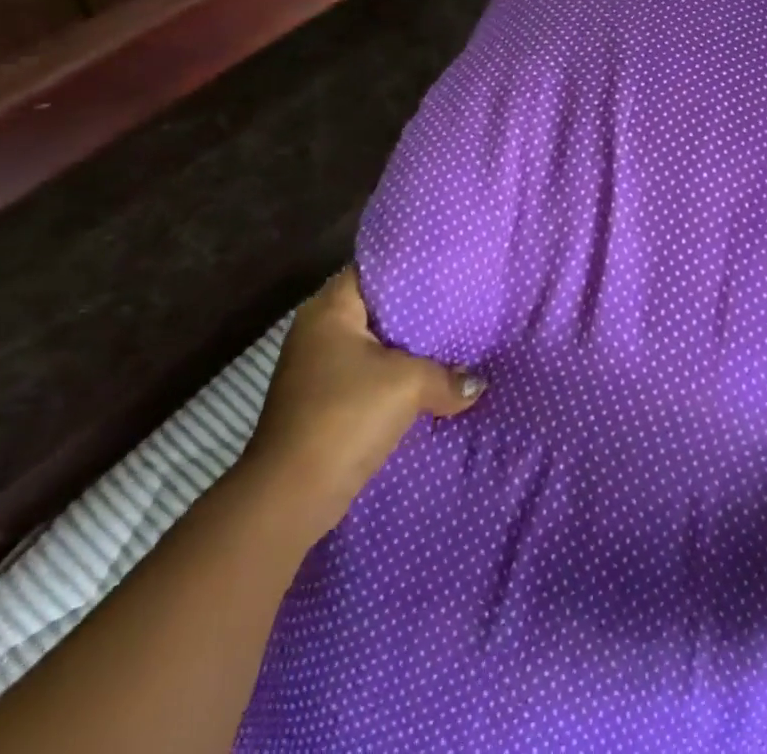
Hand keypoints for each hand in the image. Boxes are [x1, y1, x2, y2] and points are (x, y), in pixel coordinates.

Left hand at [240, 268, 484, 540]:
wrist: (289, 499)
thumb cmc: (344, 416)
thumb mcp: (408, 385)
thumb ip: (448, 375)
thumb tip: (477, 384)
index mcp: (329, 308)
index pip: (376, 269)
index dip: (412, 268)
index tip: (449, 271)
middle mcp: (318, 330)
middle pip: (378, 309)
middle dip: (418, 312)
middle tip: (461, 305)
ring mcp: (316, 369)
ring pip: (375, 346)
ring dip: (409, 350)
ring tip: (454, 342)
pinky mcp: (322, 403)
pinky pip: (369, 376)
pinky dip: (395, 378)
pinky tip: (430, 382)